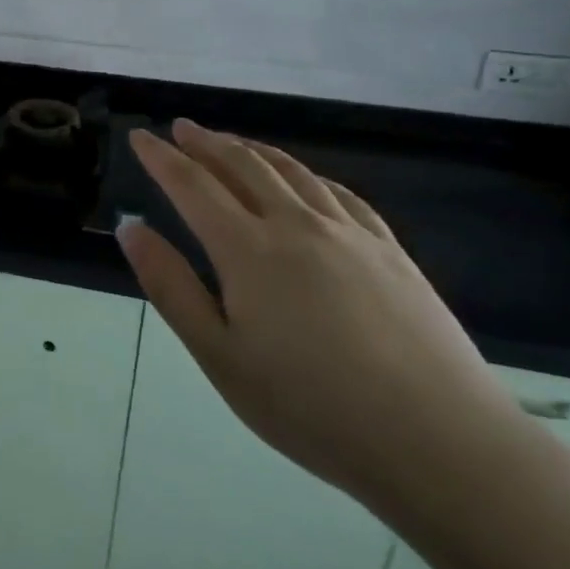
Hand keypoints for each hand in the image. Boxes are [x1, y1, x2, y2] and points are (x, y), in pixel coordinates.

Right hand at [119, 119, 532, 518]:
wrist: (438, 441)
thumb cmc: (311, 407)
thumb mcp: (219, 356)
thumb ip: (170, 286)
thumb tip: (131, 228)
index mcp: (247, 249)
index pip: (192, 185)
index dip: (161, 157)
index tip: (140, 136)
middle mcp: (296, 225)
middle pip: (242, 166)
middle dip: (206, 142)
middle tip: (181, 128)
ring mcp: (349, 233)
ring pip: (291, 172)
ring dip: (253, 150)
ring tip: (232, 142)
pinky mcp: (390, 250)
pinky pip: (340, 193)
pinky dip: (308, 175)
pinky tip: (305, 180)